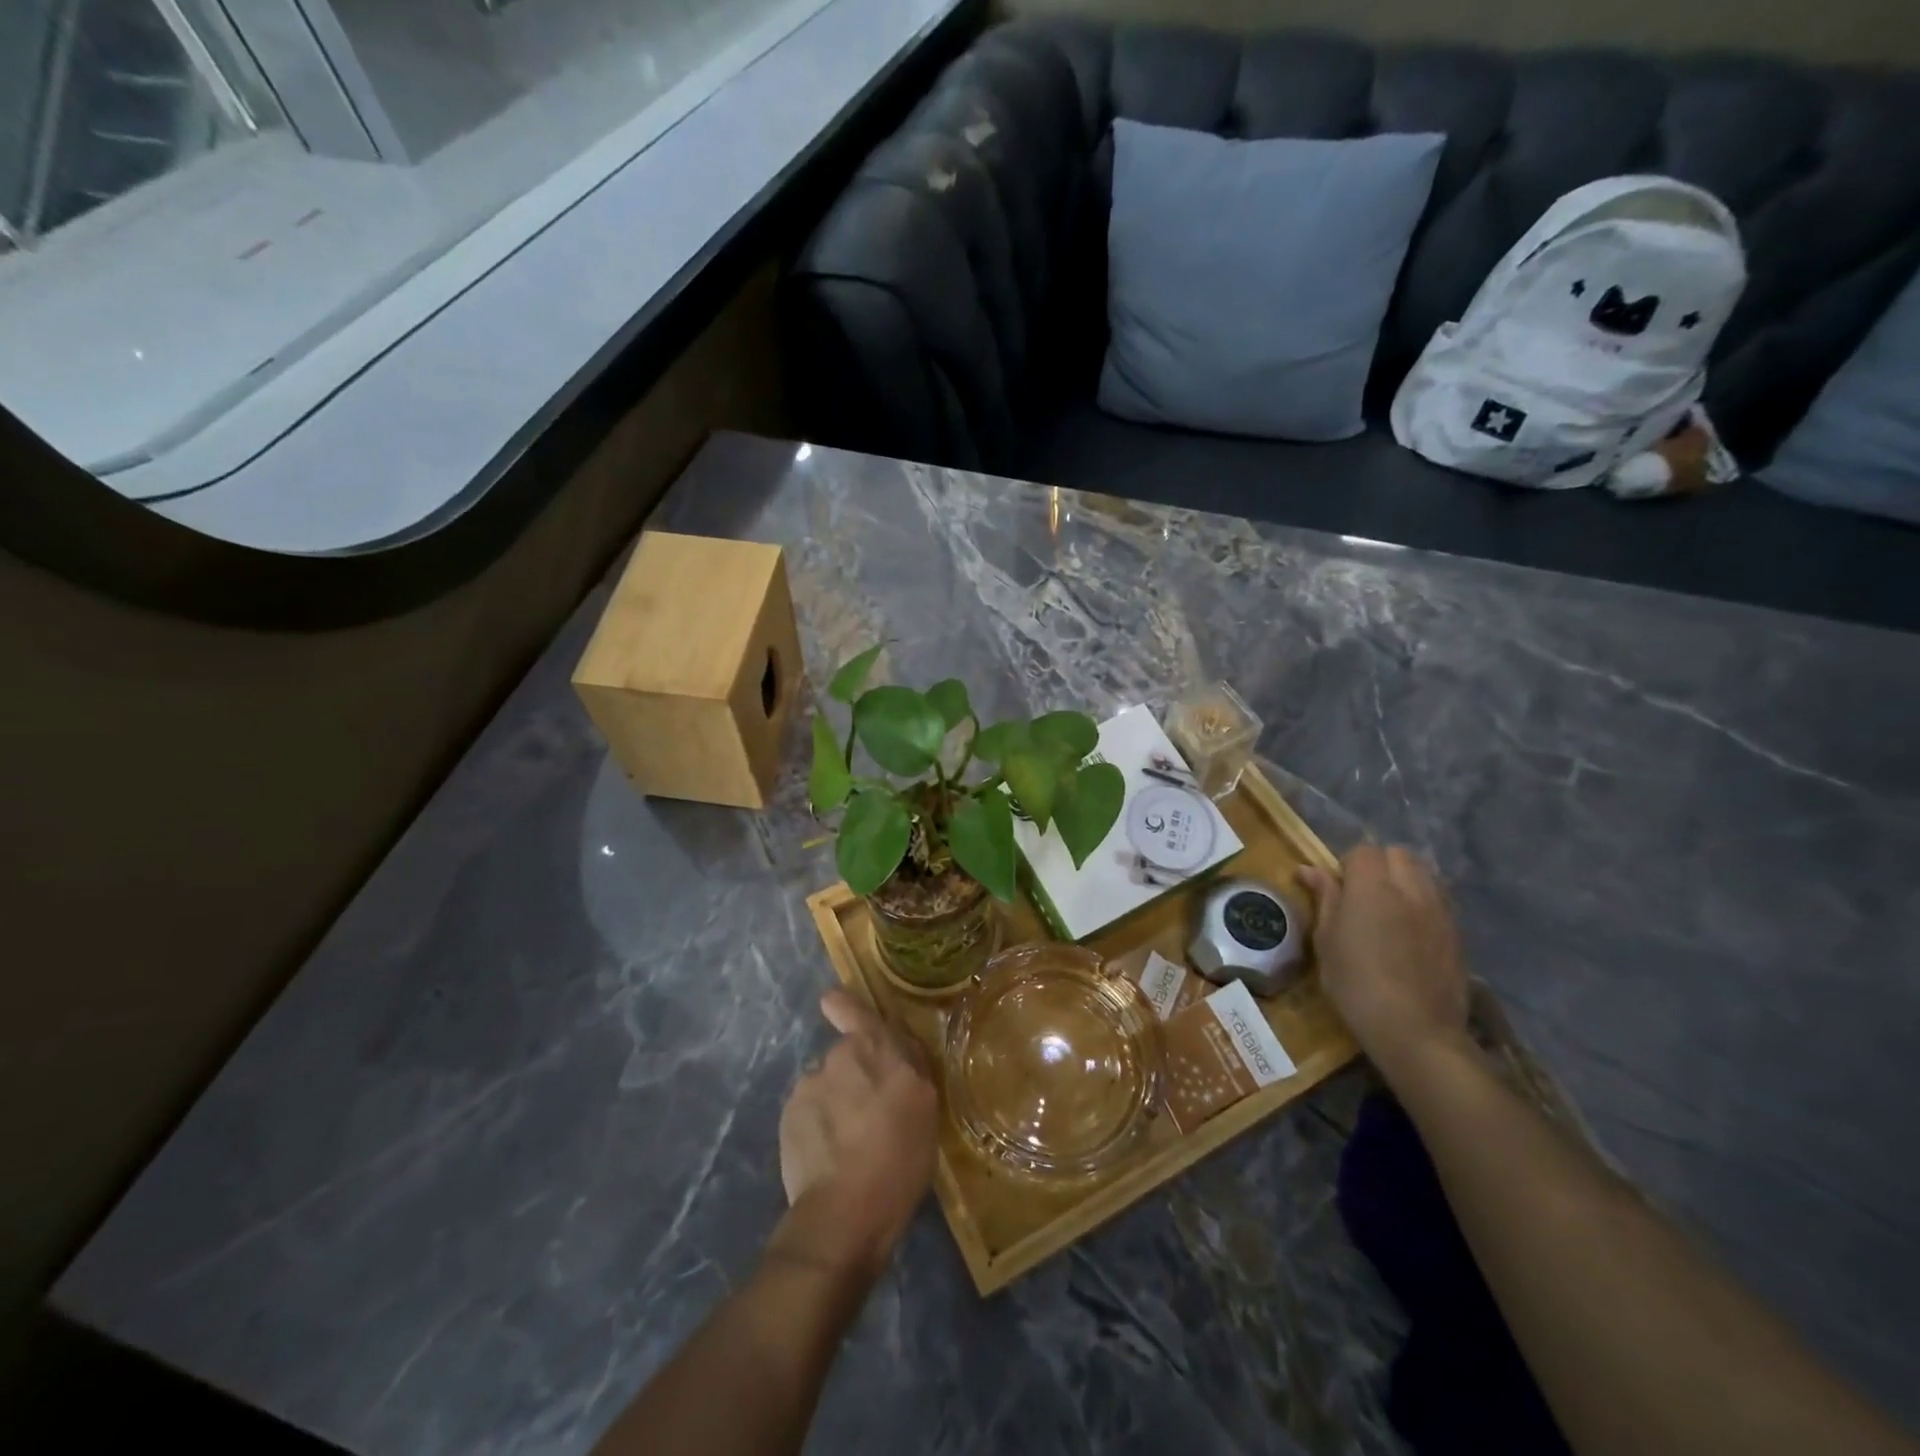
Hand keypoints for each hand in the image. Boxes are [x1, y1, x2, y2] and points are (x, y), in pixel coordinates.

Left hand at [774, 989, 937, 1277]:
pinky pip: (807, 1112)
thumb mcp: (925, 1106)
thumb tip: (896, 1046)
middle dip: (853, 1076)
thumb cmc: (900, 1158)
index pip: (855, 1010)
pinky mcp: (788, 1117)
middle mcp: (839, 1057)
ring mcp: (809, 1086)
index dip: (843, 1005)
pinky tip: (829, 1156)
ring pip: (825, 1086)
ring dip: (836, 1103)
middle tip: (869, 1115)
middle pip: (845, 1057)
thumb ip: (909, 1066)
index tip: (833, 1003)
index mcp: (876, 1048)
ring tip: (849, 1144)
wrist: (845, 1212)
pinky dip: (817, 1126)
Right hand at [1297, 845, 1469, 1079]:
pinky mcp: (1456, 932)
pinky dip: (1422, 901)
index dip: (1347, 865)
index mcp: (1372, 887)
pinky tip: (1409, 930)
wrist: (1416, 1031)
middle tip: (1361, 895)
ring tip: (1387, 909)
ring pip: (1422, 873)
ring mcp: (1439, 909)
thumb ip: (1324, 898)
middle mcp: (1410, 888)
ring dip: (1403, 879)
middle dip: (1378, 865)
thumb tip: (1308, 869)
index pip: (1363, 851)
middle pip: (1397, 854)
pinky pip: (1438, 899)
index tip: (1336, 890)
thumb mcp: (1326, 941)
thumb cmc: (1356, 984)